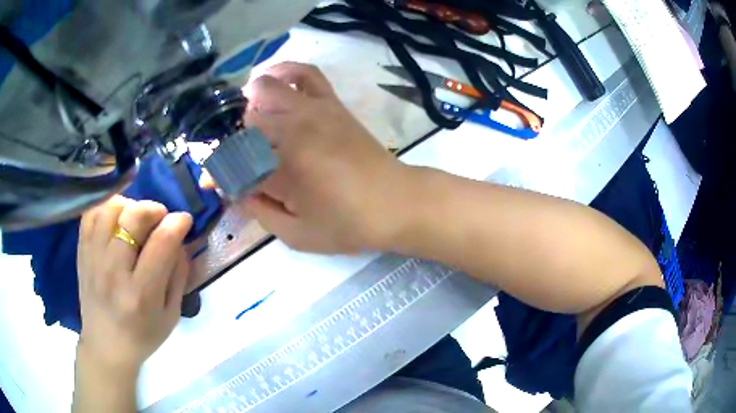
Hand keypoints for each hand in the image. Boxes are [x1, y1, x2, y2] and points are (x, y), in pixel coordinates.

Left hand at [76, 196, 192, 372]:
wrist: (105, 346)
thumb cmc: (142, 336)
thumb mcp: (171, 315)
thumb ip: (178, 276)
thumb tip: (180, 240)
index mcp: (141, 294)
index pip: (161, 243)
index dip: (177, 223)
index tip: (184, 220)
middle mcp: (114, 272)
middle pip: (133, 217)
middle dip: (154, 208)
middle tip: (160, 218)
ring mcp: (93, 259)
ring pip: (110, 208)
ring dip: (129, 205)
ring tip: (136, 219)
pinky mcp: (82, 252)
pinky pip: (91, 214)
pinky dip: (106, 208)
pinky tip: (116, 219)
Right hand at [206, 63, 414, 253]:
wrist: (397, 202)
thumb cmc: (349, 225)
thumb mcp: (298, 234)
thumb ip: (260, 212)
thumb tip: (235, 191)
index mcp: (282, 167)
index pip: (234, 160)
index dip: (218, 173)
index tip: (215, 183)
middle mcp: (293, 129)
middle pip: (246, 120)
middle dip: (236, 140)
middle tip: (243, 159)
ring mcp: (314, 109)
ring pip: (267, 87)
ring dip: (251, 102)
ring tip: (251, 118)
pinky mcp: (331, 103)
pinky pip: (305, 73)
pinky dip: (284, 71)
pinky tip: (274, 79)